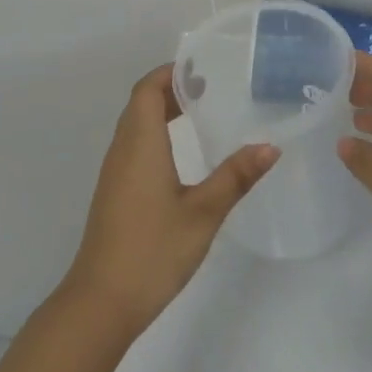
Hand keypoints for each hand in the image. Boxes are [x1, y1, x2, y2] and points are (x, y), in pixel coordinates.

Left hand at [62, 65, 278, 337]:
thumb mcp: (203, 213)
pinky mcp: (115, 193)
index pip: (147, 90)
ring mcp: (115, 174)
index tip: (204, 68)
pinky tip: (182, 154)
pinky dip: (157, 135)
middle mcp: (122, 151)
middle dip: (172, 89)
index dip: (171, 73)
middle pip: (141, 104)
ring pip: (136, 126)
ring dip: (163, 111)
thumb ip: (236, 177)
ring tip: (201, 112)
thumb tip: (270, 146)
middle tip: (212, 87)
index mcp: (140, 144)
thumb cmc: (153, 250)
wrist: (101, 303)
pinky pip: (134, 147)